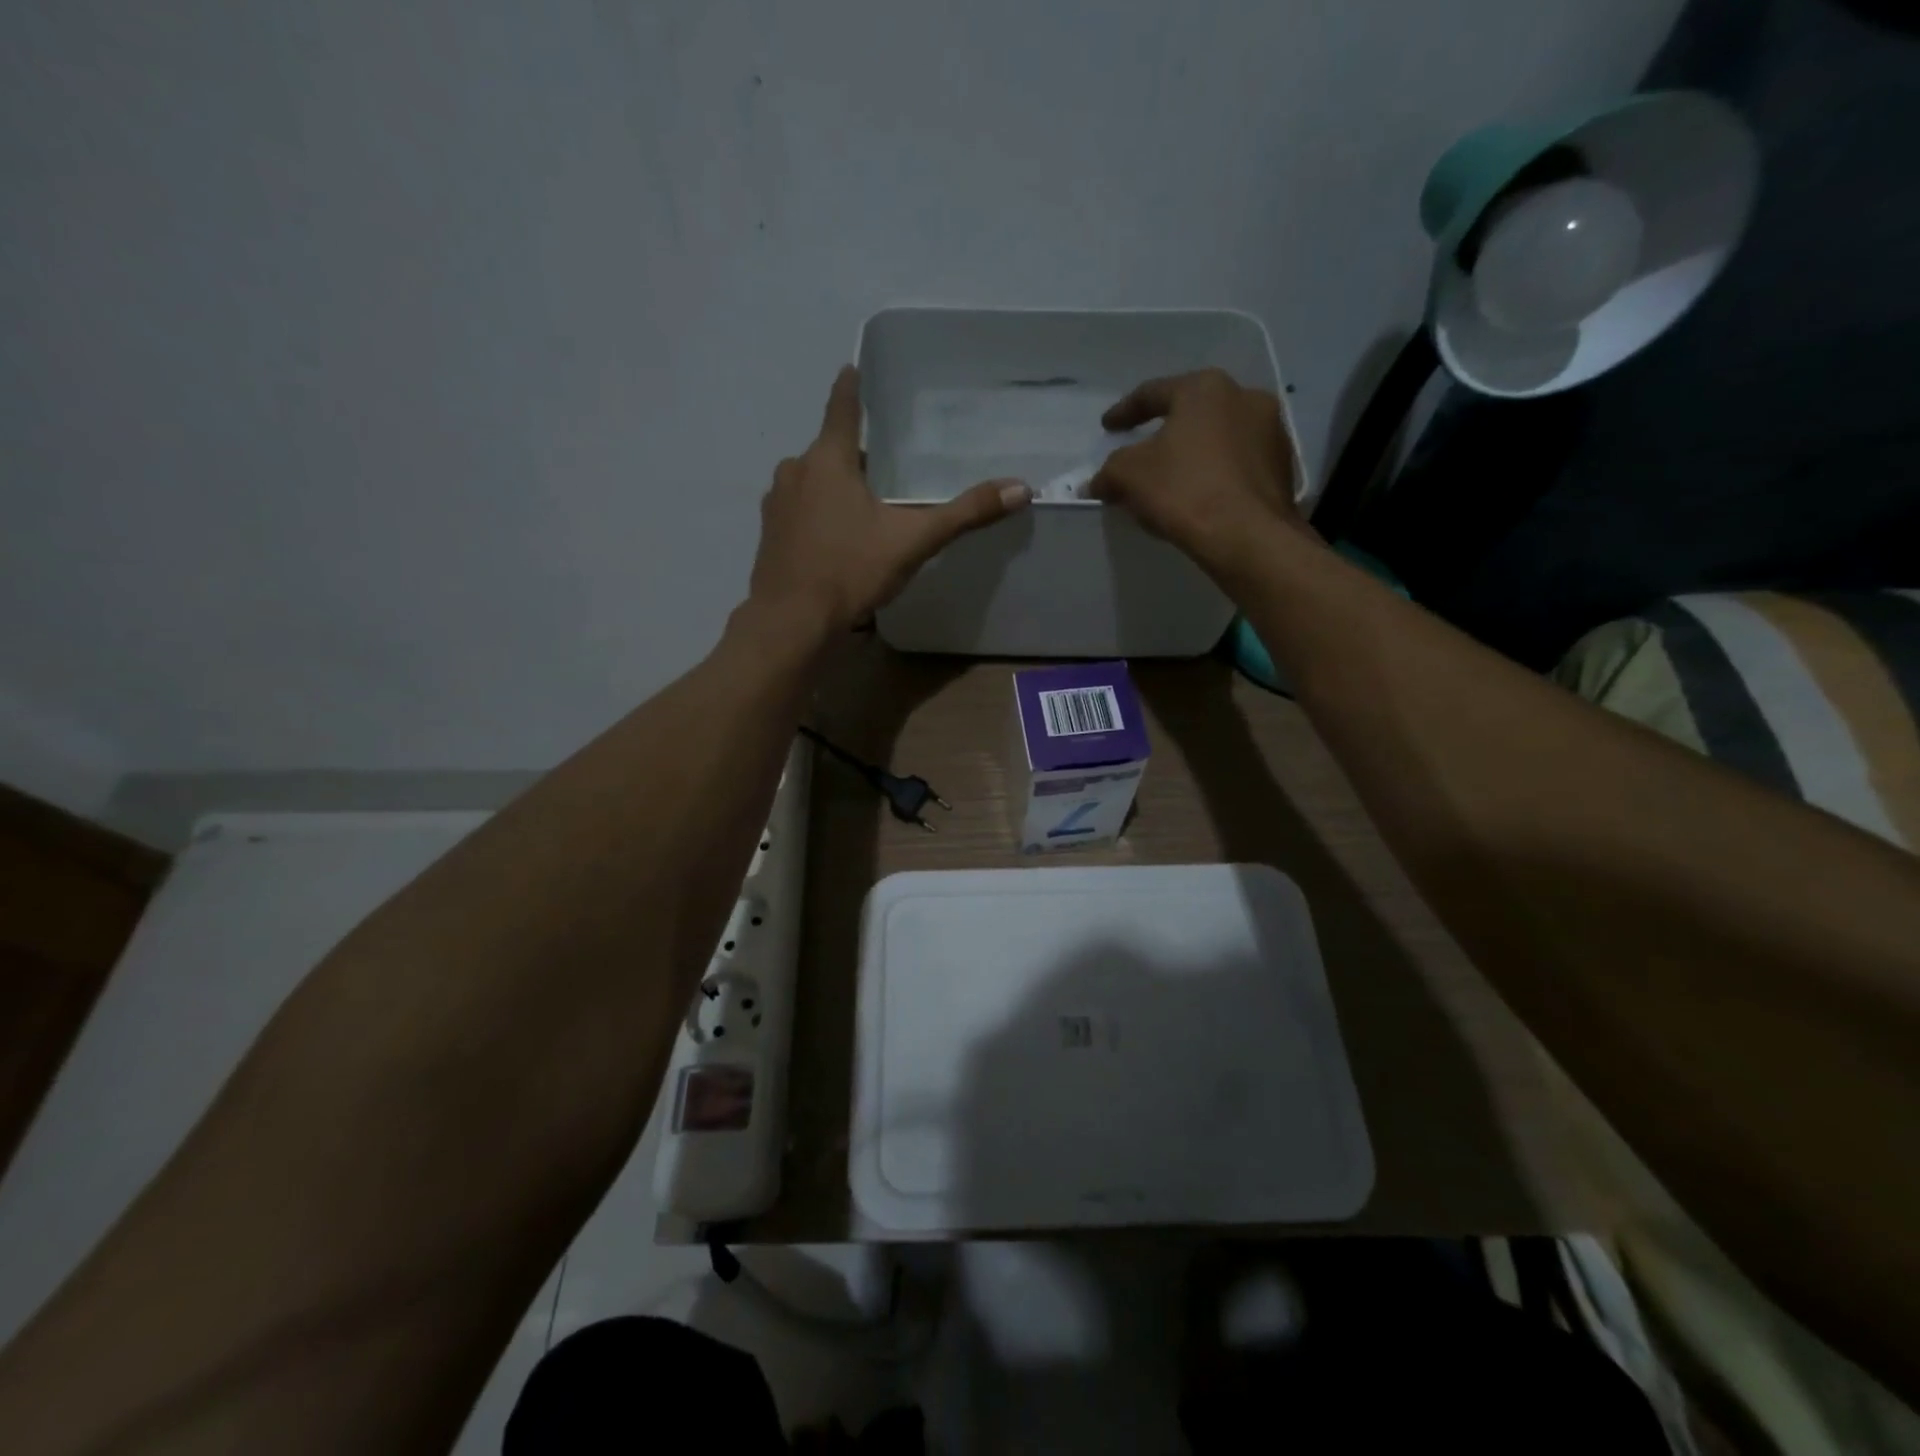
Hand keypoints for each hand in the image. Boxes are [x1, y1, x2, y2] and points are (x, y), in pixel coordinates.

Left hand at [748, 367, 1030, 631]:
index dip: (851, 385)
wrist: (791, 622)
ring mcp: (777, 503)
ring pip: (813, 481)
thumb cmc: (850, 571)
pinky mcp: (769, 534)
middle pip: (830, 450)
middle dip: (856, 456)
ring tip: (865, 510)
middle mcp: (795, 471)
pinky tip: (837, 540)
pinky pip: (799, 509)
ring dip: (835, 487)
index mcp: (827, 460)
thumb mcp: (913, 541)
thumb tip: (1020, 488)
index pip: (841, 406)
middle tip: (887, 470)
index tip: (852, 367)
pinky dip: (818, 514)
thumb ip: (964, 514)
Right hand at [1088, 368, 1309, 581]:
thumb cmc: (1184, 491)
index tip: (1108, 427)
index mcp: (1204, 389)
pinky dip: (1216, 474)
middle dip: (1165, 431)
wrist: (1248, 536)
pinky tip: (1200, 496)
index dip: (1124, 412)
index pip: (1153, 393)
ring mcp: (1271, 431)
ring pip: (1218, 438)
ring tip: (1173, 478)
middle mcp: (1244, 397)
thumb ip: (1109, 471)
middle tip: (1143, 451)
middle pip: (1191, 412)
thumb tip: (1098, 482)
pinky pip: (1237, 463)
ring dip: (1194, 453)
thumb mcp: (1128, 476)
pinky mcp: (1282, 466)